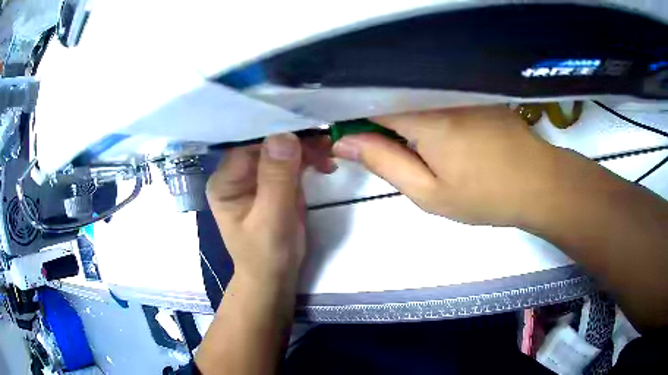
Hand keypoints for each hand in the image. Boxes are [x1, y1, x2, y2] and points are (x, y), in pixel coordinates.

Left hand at [206, 134, 334, 281]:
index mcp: (225, 181)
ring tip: (329, 154)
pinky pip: (291, 161)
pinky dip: (309, 159)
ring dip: (306, 149)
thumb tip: (284, 135)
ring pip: (281, 149)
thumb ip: (276, 179)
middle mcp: (236, 173)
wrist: (275, 276)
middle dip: (296, 141)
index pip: (248, 146)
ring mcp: (256, 176)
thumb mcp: (272, 220)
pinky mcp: (273, 181)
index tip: (307, 130)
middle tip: (326, 143)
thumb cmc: (267, 254)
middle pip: (266, 144)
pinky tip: (325, 163)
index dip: (276, 134)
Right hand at [332, 106, 572, 226]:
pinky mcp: (473, 91)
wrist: (538, 183)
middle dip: (376, 118)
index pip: (368, 101)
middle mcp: (439, 92)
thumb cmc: (485, 195)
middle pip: (389, 94)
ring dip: (401, 114)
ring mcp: (459, 88)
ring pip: (412, 93)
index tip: (349, 139)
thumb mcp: (429, 193)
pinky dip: (423, 108)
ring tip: (415, 145)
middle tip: (386, 151)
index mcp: (424, 117)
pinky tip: (437, 131)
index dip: (351, 117)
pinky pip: (435, 93)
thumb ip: (384, 163)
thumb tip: (345, 142)